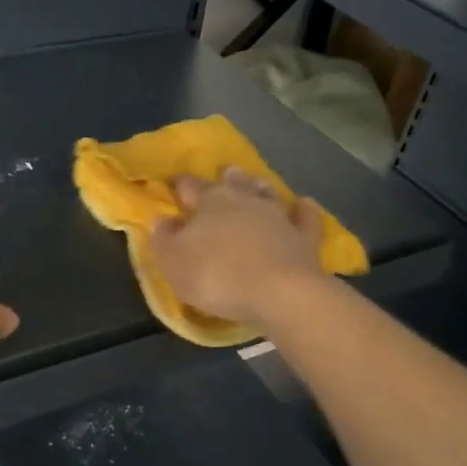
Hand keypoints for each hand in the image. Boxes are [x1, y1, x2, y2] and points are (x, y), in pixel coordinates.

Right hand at [147, 168, 325, 329]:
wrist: (280, 293)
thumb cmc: (217, 276)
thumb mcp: (173, 262)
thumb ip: (164, 239)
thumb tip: (161, 219)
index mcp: (210, 202)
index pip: (190, 186)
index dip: (181, 185)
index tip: (175, 183)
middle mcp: (245, 200)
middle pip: (233, 184)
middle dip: (226, 178)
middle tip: (225, 172)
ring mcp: (279, 216)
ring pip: (267, 194)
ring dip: (260, 188)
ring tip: (257, 183)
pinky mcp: (305, 237)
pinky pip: (305, 218)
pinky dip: (304, 210)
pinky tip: (305, 204)